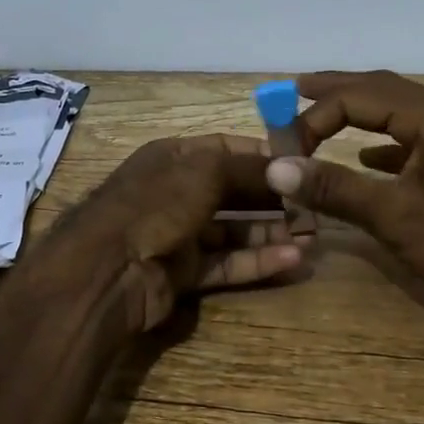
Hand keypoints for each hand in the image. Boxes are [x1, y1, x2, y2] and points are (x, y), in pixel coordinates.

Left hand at [56, 134, 310, 333]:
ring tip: (313, 237)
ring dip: (271, 232)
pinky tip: (293, 261)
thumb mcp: (204, 172)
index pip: (225, 150)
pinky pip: (227, 264)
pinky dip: (258, 262)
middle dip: (273, 199)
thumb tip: (287, 166)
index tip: (302, 164)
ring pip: (233, 231)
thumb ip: (247, 168)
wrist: (107, 272)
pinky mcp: (183, 273)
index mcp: (173, 158)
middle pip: (233, 192)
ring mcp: (178, 234)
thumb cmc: (156, 205)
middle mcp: (176, 192)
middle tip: (315, 208)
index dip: (263, 156)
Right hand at [264, 71, 423, 354]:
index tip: (285, 148)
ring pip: (396, 108)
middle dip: (334, 91)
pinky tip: (365, 158)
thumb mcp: (395, 216)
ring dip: (357, 111)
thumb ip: (334, 188)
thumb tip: (276, 168)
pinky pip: (413, 132)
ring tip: (319, 113)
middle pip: (378, 88)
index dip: (314, 117)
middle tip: (291, 91)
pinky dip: (382, 139)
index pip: (357, 98)